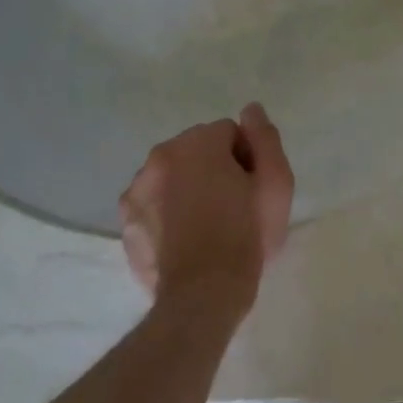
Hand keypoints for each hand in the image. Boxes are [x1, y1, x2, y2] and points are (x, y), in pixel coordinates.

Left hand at [118, 103, 294, 318]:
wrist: (205, 292)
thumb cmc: (248, 233)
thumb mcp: (276, 182)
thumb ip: (264, 137)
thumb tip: (251, 109)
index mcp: (194, 145)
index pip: (228, 133)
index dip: (246, 158)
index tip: (252, 187)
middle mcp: (157, 160)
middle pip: (195, 152)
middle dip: (213, 170)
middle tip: (234, 206)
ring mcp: (135, 194)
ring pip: (171, 179)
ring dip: (188, 190)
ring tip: (208, 226)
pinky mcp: (126, 225)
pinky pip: (154, 208)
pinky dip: (168, 216)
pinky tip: (186, 241)